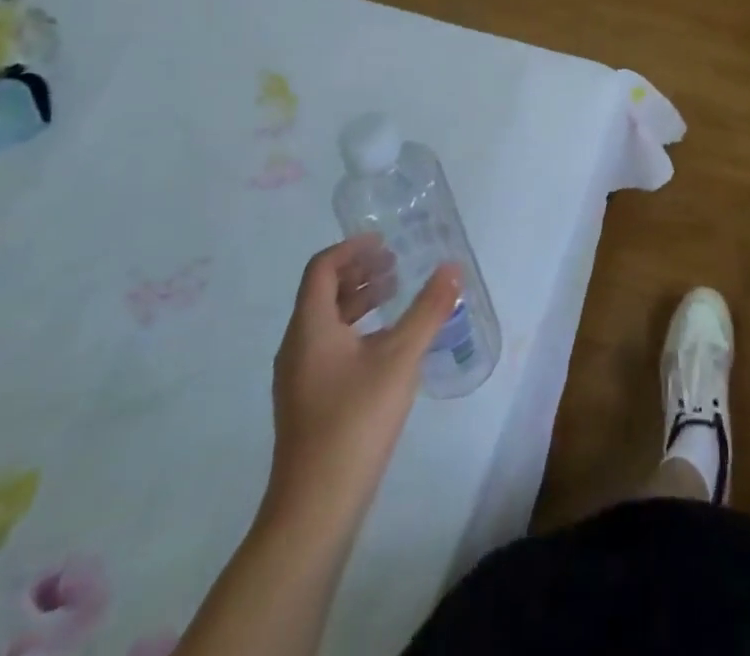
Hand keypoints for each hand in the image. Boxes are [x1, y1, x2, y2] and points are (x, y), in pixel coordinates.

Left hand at [261, 234, 460, 529]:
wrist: (315, 508)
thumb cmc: (355, 421)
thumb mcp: (401, 358)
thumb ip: (428, 310)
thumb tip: (452, 268)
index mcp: (310, 328)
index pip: (321, 268)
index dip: (351, 249)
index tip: (384, 241)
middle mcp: (296, 346)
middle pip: (322, 292)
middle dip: (359, 272)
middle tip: (396, 264)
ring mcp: (298, 378)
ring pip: (325, 321)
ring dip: (359, 300)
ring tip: (395, 296)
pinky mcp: (307, 401)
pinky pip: (328, 346)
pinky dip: (356, 329)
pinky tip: (386, 345)